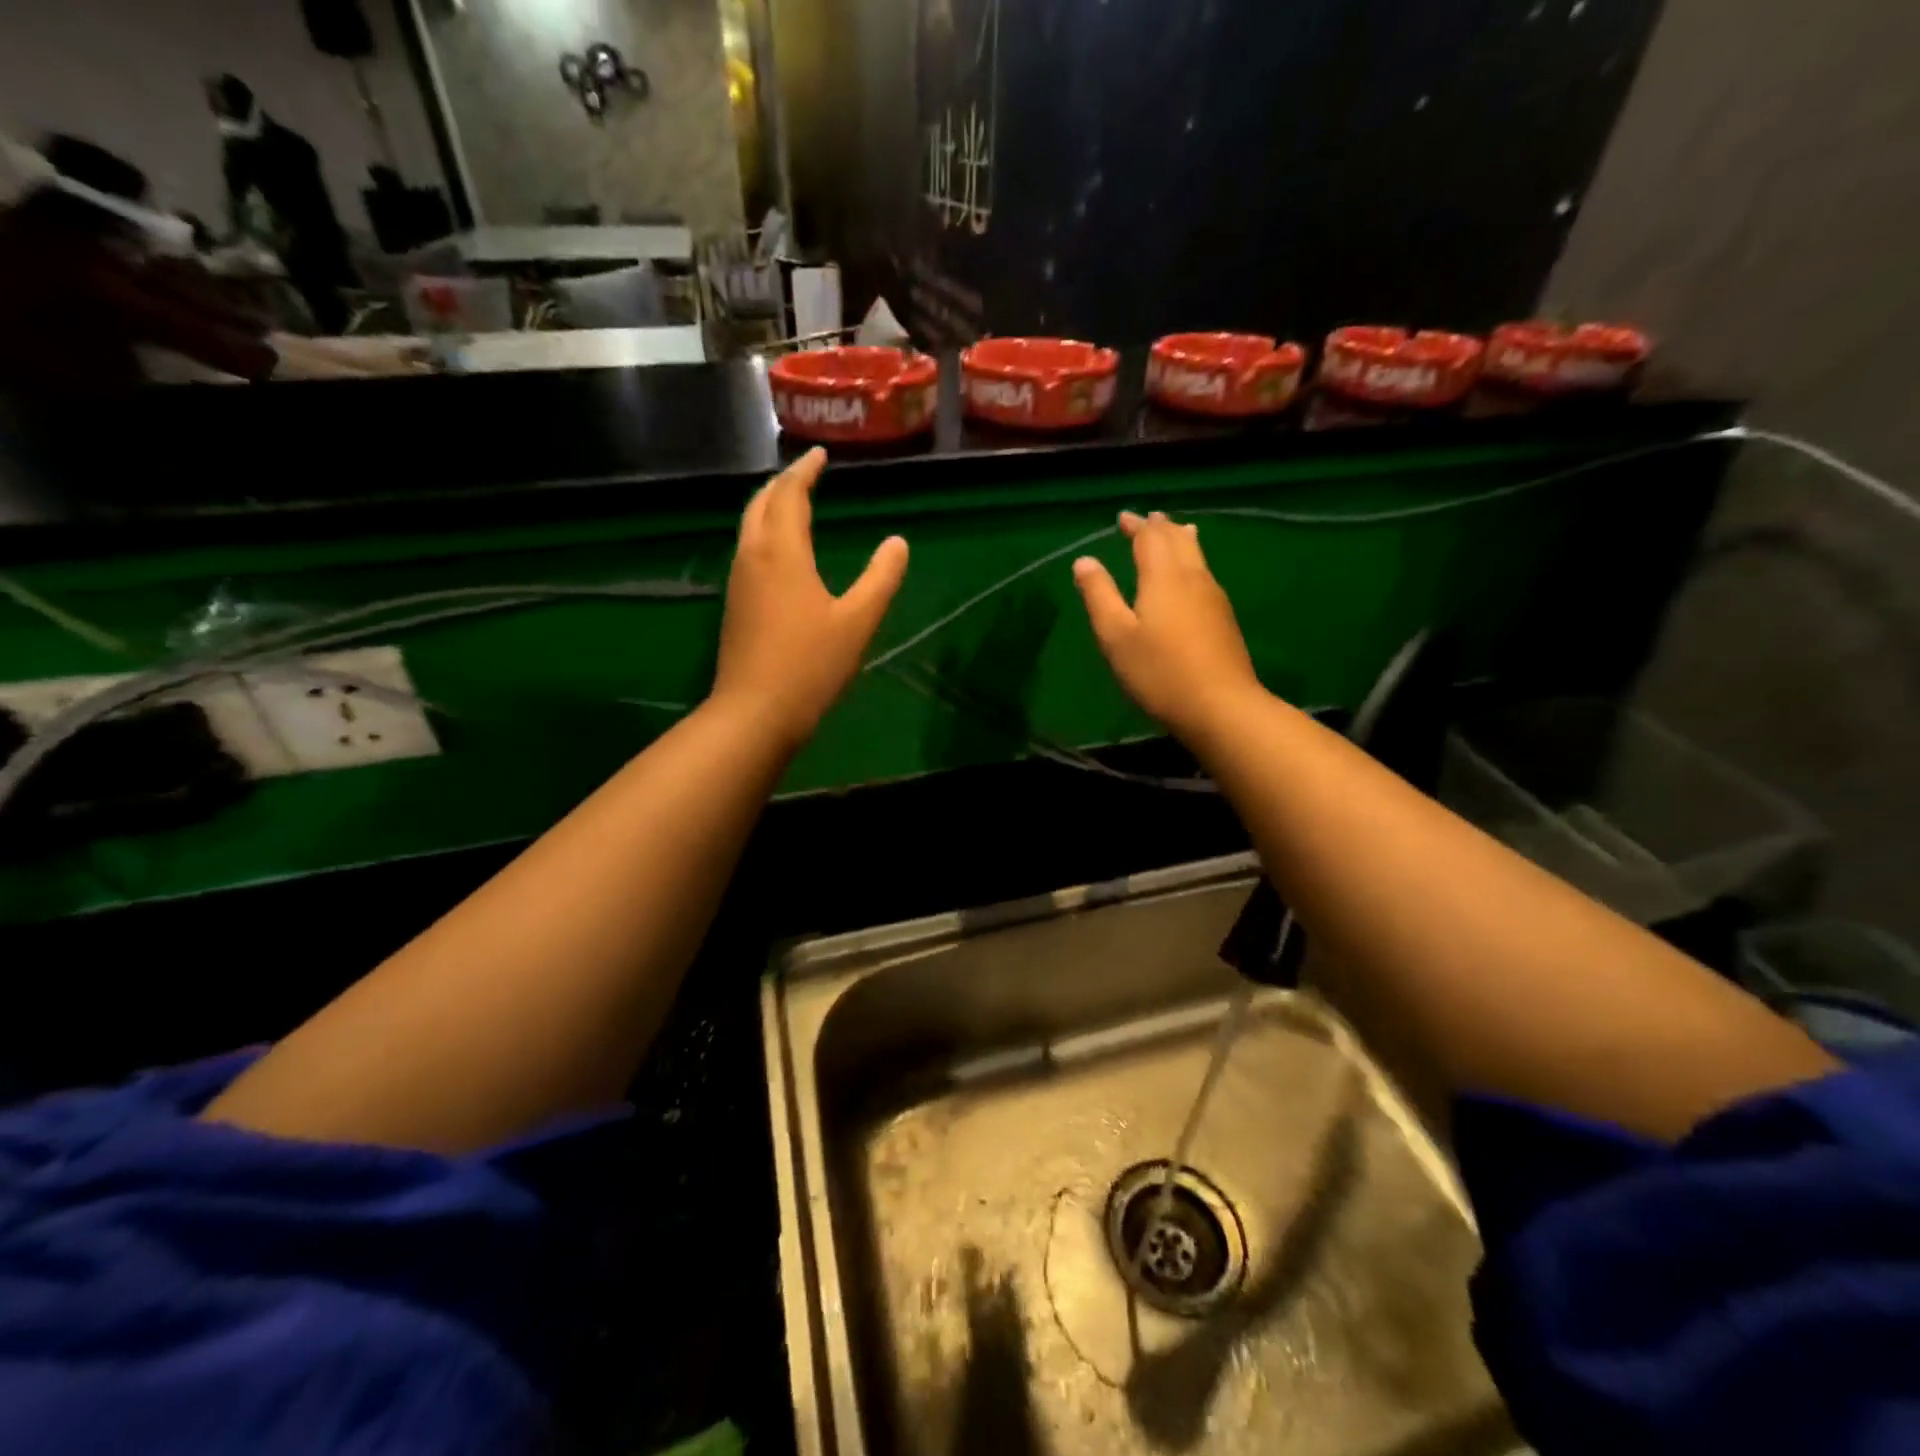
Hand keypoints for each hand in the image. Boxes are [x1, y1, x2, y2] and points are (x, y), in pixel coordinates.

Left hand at [712, 448, 908, 748]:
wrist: (755, 712)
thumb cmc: (811, 665)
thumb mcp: (858, 621)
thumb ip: (881, 578)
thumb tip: (898, 543)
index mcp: (782, 552)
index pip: (789, 494)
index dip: (805, 471)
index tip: (820, 455)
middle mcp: (753, 557)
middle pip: (760, 504)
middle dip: (782, 484)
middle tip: (805, 475)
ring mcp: (738, 582)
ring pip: (749, 527)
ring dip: (769, 507)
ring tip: (793, 505)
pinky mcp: (735, 606)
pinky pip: (748, 551)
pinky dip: (764, 534)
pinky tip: (780, 553)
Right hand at [1072, 510, 1261, 738]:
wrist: (1220, 706)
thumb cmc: (1159, 671)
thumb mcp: (1116, 636)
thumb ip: (1099, 595)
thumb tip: (1084, 561)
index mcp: (1163, 576)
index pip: (1149, 538)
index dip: (1136, 525)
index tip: (1123, 517)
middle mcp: (1192, 577)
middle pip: (1178, 540)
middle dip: (1160, 527)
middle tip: (1149, 518)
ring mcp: (1213, 597)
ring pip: (1197, 555)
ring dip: (1180, 540)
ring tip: (1176, 532)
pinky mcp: (1223, 618)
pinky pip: (1204, 574)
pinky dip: (1192, 561)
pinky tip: (1191, 576)